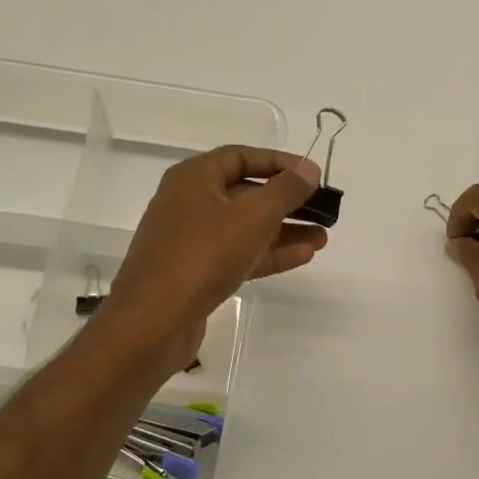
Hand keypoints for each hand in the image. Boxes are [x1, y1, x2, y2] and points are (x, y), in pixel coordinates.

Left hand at [101, 146, 326, 362]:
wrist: (155, 320)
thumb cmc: (203, 255)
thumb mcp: (253, 216)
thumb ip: (285, 190)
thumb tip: (309, 170)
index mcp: (194, 179)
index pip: (242, 157)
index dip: (280, 163)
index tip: (313, 175)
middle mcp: (189, 203)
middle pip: (246, 193)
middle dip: (287, 202)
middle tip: (323, 210)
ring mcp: (192, 241)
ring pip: (246, 228)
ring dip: (284, 231)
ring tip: (322, 238)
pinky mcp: (198, 273)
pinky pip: (239, 254)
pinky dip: (269, 254)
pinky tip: (303, 256)